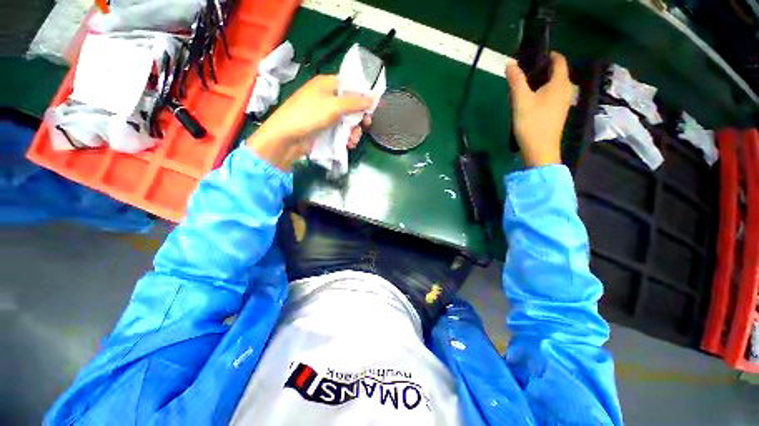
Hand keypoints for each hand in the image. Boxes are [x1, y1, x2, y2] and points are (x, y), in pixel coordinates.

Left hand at [248, 75, 373, 171]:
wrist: (287, 137)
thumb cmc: (309, 115)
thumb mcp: (334, 106)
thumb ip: (355, 102)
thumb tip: (374, 98)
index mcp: (328, 84)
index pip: (351, 85)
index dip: (363, 95)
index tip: (372, 107)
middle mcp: (328, 97)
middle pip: (352, 105)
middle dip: (359, 118)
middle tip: (365, 126)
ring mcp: (326, 114)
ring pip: (348, 120)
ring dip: (354, 131)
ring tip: (353, 141)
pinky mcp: (325, 128)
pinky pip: (341, 130)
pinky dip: (346, 137)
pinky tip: (348, 144)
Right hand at [506, 52, 572, 167]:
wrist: (540, 150)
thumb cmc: (532, 123)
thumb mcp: (521, 100)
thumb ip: (516, 80)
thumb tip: (510, 63)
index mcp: (560, 83)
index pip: (559, 60)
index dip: (549, 55)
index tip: (533, 56)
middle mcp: (566, 90)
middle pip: (557, 73)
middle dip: (542, 69)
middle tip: (524, 72)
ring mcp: (564, 103)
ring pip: (554, 85)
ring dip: (542, 82)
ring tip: (524, 86)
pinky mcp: (558, 113)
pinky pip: (553, 96)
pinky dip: (543, 92)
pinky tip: (531, 100)